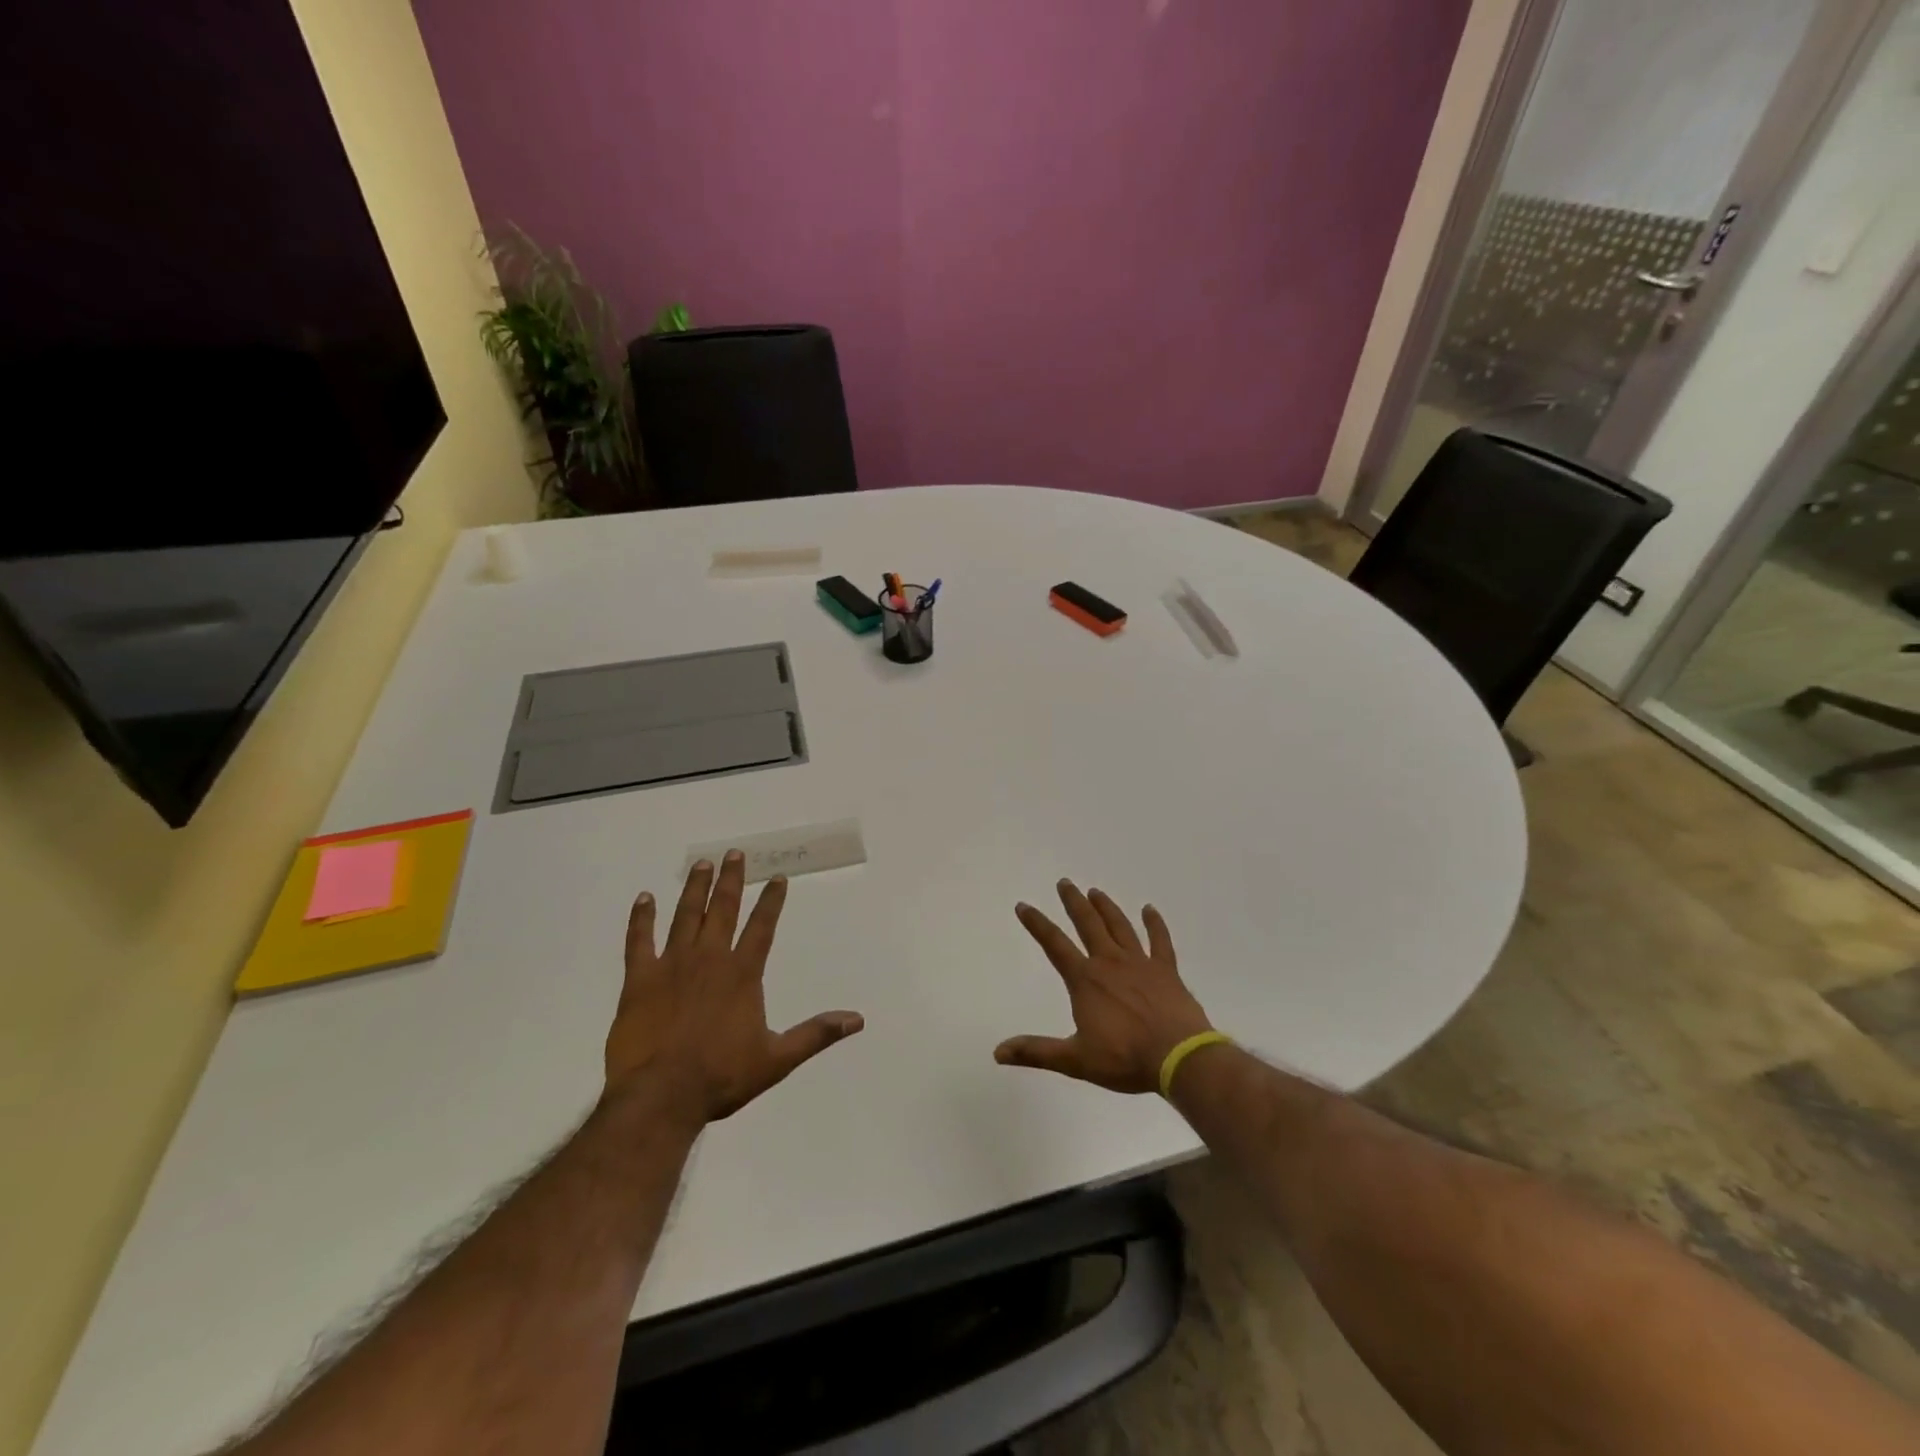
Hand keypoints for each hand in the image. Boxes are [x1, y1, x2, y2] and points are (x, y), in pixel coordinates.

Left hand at [607, 852, 863, 1127]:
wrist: (660, 1096)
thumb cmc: (721, 1077)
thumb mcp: (777, 1059)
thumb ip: (816, 1034)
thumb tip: (857, 1020)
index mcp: (742, 974)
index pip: (762, 927)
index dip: (771, 901)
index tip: (778, 877)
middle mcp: (709, 959)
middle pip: (724, 909)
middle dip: (731, 880)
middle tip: (734, 853)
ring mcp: (672, 965)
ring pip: (686, 916)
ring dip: (695, 889)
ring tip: (701, 864)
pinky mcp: (639, 979)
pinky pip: (639, 940)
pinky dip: (641, 918)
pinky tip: (644, 898)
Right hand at [996, 880, 1213, 1093]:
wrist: (1178, 1058)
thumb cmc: (1124, 1058)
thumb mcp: (1075, 1060)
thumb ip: (1036, 1052)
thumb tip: (998, 1051)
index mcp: (1085, 980)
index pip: (1054, 945)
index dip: (1037, 924)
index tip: (1024, 905)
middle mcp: (1110, 962)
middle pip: (1088, 924)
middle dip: (1074, 902)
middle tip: (1065, 882)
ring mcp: (1140, 963)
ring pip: (1120, 926)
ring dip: (1106, 907)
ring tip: (1095, 892)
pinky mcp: (1166, 971)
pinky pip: (1160, 941)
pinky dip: (1154, 924)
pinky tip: (1150, 909)